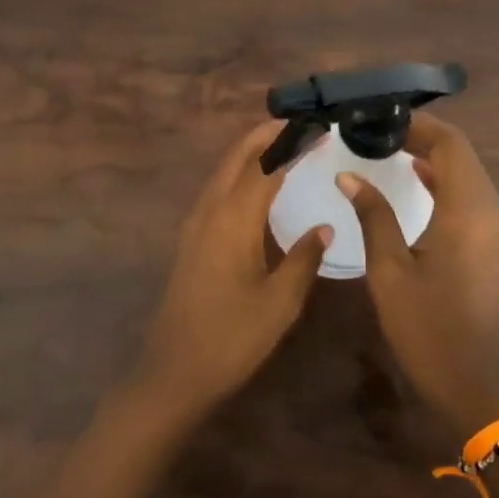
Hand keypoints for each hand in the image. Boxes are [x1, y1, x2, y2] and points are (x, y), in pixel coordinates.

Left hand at [133, 120, 332, 423]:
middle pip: (237, 156)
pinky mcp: (190, 239)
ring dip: (251, 151)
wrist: (174, 372)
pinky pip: (217, 189)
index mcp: (234, 219)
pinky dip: (239, 173)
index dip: (293, 143)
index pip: (266, 164)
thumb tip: (324, 227)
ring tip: (283, 144)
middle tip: (301, 125)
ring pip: (223, 171)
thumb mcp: (280, 302)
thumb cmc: (232, 338)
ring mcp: (195, 224)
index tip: (320, 129)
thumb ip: (304, 259)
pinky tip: (256, 186)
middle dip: (267, 134)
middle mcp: (210, 211)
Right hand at [338, 113, 498, 430]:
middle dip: (424, 136)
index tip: (379, 119)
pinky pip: (471, 195)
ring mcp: (498, 228)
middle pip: (463, 154)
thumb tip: (349, 175)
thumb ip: (373, 215)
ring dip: (435, 156)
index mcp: (468, 212)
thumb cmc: (425, 328)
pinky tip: (415, 179)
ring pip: (469, 173)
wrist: (471, 383)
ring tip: (390, 147)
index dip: (418, 125)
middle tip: (378, 130)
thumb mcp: (389, 271)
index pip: (450, 145)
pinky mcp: (495, 244)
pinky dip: (444, 180)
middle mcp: (492, 212)